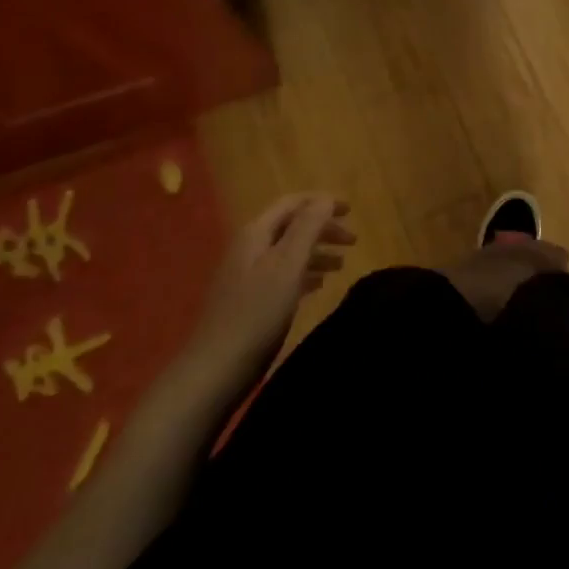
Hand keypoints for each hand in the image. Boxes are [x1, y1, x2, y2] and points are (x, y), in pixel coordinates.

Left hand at [186, 192, 354, 377]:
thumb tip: (326, 198)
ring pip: (289, 252)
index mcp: (256, 234)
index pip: (292, 203)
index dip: (322, 202)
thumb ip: (307, 227)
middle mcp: (249, 248)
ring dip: (317, 252)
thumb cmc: (256, 313)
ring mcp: (247, 275)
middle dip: (323, 228)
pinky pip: (283, 275)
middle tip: (353, 242)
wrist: (215, 370)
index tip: (352, 211)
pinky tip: (319, 286)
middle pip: (291, 226)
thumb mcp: (287, 265)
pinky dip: (305, 273)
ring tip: (342, 265)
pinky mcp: (249, 301)